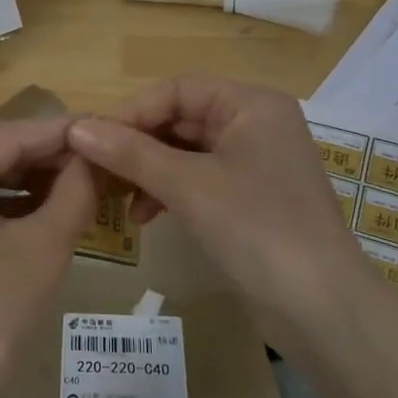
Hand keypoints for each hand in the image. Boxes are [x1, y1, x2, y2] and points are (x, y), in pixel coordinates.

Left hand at [0, 116, 95, 397]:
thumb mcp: (45, 246)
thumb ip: (75, 190)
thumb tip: (96, 156)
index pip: (5, 134)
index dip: (56, 131)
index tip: (100, 128)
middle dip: (31, 142)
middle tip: (78, 154)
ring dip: (13, 164)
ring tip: (63, 175)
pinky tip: (34, 201)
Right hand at [68, 78, 365, 347]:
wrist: (321, 307)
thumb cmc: (257, 228)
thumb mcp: (188, 186)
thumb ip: (131, 153)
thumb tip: (77, 129)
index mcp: (252, 105)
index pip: (178, 90)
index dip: (132, 112)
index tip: (92, 140)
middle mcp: (257, 124)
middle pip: (182, 119)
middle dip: (138, 145)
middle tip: (96, 170)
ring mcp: (256, 162)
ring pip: (187, 152)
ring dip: (150, 171)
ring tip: (116, 197)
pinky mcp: (252, 198)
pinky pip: (200, 179)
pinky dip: (170, 192)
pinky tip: (145, 216)